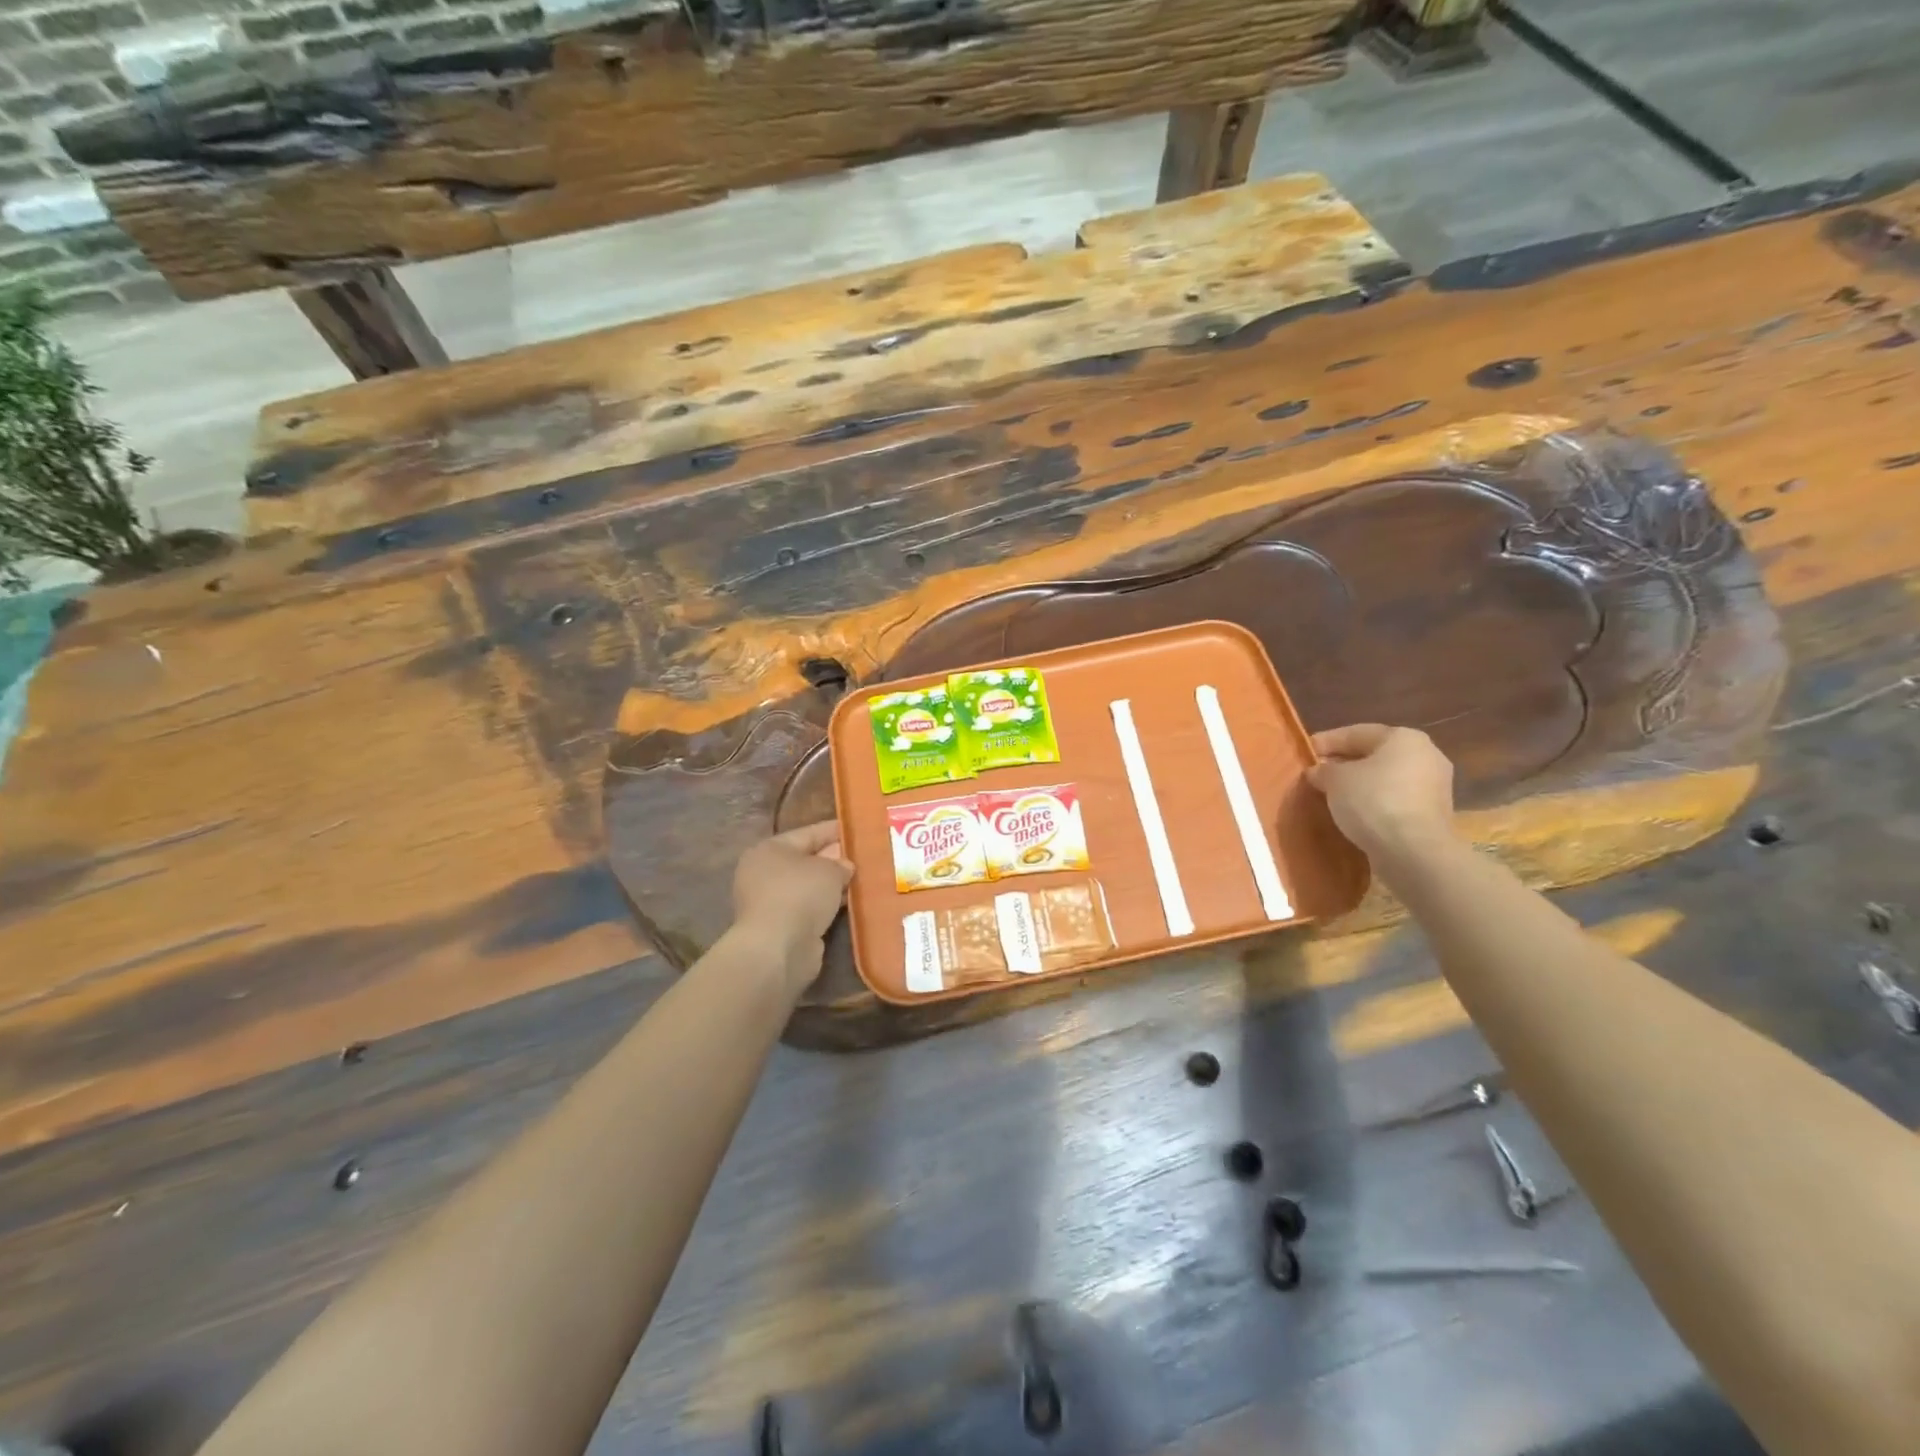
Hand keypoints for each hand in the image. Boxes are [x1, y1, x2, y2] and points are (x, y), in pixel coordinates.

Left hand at [731, 821, 853, 993]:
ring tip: (864, 879)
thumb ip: (841, 864)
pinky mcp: (782, 927)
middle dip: (836, 859)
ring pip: (810, 887)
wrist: (778, 948)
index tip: (859, 829)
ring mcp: (771, 902)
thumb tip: (845, 867)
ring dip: (833, 885)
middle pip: (808, 860)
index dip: (835, 830)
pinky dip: (828, 905)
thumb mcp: (829, 870)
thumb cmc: (800, 895)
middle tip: (866, 856)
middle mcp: (766, 873)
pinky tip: (851, 903)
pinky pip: (810, 908)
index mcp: (770, 849)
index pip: (809, 833)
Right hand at [1305, 724, 1457, 863]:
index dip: (1327, 741)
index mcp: (1404, 737)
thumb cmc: (1373, 801)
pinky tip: (1354, 812)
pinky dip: (1374, 803)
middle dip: (1345, 763)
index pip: (1357, 733)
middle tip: (1317, 773)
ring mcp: (1434, 787)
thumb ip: (1323, 770)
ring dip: (1360, 785)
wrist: (1414, 852)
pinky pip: (1395, 800)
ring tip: (1332, 794)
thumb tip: (1318, 771)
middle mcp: (1426, 755)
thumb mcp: (1335, 780)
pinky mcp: (1433, 814)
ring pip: (1386, 779)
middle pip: (1375, 755)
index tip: (1305, 750)